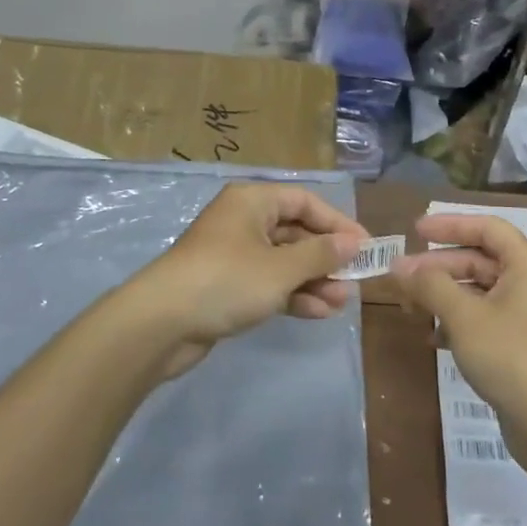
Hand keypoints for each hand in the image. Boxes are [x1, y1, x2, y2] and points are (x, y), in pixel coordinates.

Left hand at [125, 182, 366, 377]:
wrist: (161, 324)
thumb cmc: (227, 281)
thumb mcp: (281, 268)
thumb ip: (321, 254)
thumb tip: (354, 243)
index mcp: (253, 201)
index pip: (306, 202)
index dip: (338, 223)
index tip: (365, 247)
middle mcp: (244, 221)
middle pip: (296, 232)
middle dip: (327, 257)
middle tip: (356, 280)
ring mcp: (234, 254)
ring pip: (284, 261)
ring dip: (314, 280)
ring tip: (342, 303)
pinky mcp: (228, 285)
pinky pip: (269, 283)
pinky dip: (293, 294)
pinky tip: (319, 312)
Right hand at [391, 213, 526, 471]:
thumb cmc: (510, 357)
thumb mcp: (464, 316)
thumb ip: (430, 285)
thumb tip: (400, 265)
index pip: (487, 228)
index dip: (450, 225)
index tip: (416, 229)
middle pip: (481, 259)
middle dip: (439, 266)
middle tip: (402, 275)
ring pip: (480, 291)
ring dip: (444, 295)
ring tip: (410, 307)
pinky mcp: (522, 345)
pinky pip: (484, 318)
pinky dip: (458, 321)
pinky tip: (432, 337)